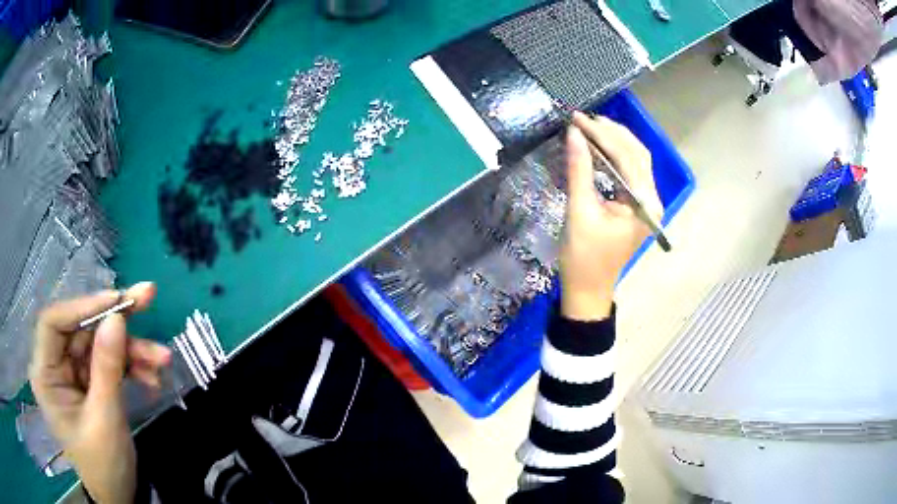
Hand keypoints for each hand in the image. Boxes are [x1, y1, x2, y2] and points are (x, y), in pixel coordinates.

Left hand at [29, 282, 170, 503]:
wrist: (120, 497)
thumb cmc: (104, 465)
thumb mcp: (105, 419)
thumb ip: (107, 369)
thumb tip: (117, 318)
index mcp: (45, 374)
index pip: (54, 322)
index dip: (81, 306)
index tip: (116, 301)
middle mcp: (55, 366)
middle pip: (82, 329)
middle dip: (116, 321)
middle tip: (147, 298)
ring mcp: (74, 374)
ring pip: (100, 345)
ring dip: (132, 350)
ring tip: (163, 358)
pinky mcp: (90, 383)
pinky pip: (110, 363)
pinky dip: (132, 367)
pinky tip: (153, 376)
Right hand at [559, 112, 663, 320]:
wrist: (587, 290)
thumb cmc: (583, 257)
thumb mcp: (579, 211)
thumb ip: (579, 170)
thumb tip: (573, 133)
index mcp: (644, 203)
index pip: (627, 156)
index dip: (602, 134)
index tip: (576, 119)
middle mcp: (652, 200)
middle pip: (637, 154)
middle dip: (611, 133)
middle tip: (582, 119)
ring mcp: (646, 203)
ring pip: (636, 160)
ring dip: (614, 141)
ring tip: (589, 126)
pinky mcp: (637, 206)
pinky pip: (630, 172)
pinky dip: (615, 155)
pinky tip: (598, 146)